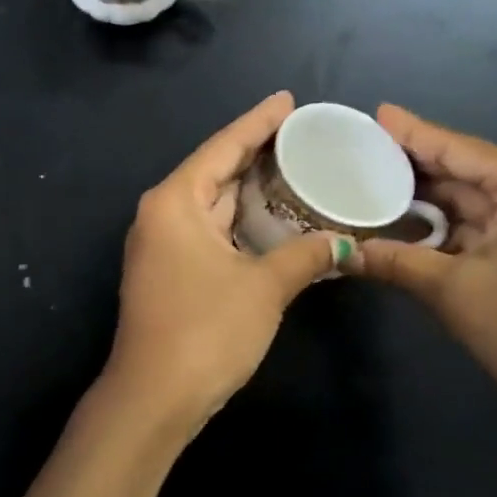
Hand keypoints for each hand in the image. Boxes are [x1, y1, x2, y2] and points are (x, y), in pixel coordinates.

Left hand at [106, 92, 344, 428]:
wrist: (155, 396)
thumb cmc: (206, 330)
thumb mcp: (264, 288)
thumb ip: (304, 257)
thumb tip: (341, 243)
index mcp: (175, 202)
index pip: (222, 148)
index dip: (257, 123)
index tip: (287, 100)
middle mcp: (162, 215)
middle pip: (215, 172)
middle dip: (257, 154)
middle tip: (304, 135)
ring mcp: (162, 245)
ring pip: (213, 204)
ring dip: (251, 191)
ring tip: (297, 169)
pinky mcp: (170, 272)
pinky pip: (211, 232)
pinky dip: (241, 223)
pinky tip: (274, 219)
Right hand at [349, 104, 496, 452]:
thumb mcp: (453, 289)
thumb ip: (393, 261)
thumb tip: (337, 253)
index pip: (460, 149)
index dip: (414, 132)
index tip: (374, 114)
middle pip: (460, 173)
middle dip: (409, 165)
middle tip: (356, 151)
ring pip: (460, 207)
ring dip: (416, 203)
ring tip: (362, 185)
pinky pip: (465, 236)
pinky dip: (430, 235)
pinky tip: (390, 230)